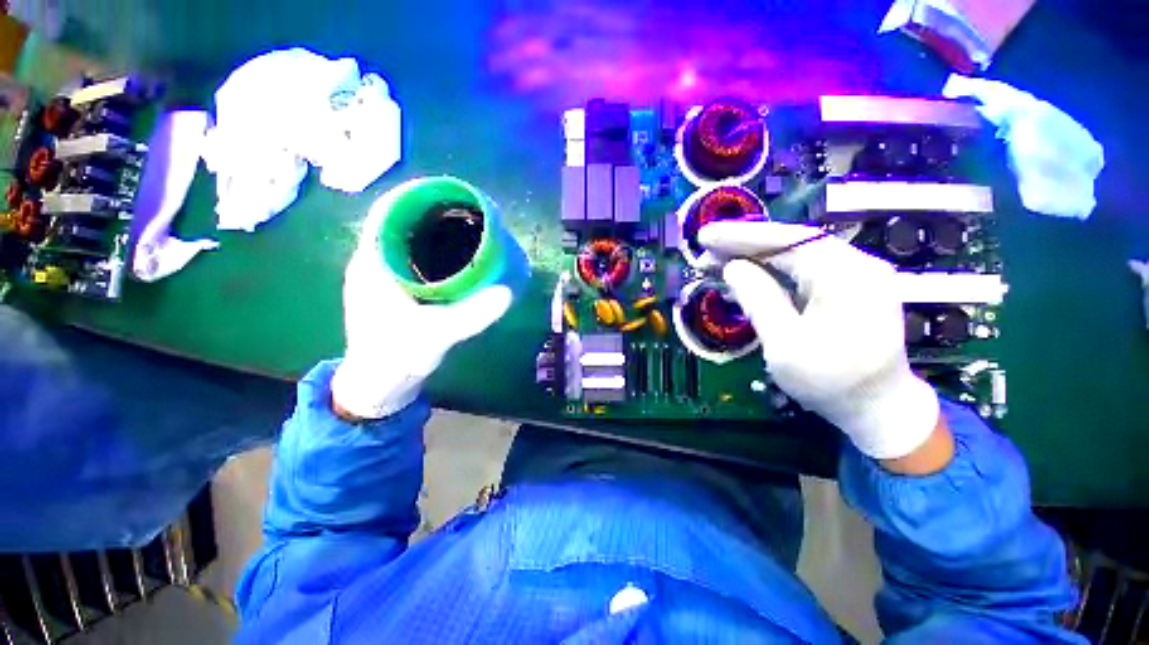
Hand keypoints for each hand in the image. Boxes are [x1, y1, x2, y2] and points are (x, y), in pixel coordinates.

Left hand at [330, 195, 512, 419]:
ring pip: (409, 240)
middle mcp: (375, 263)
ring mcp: (384, 277)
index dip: (415, 196)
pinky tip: (458, 259)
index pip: (387, 212)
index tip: (449, 193)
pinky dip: (436, 251)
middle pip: (402, 222)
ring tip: (468, 229)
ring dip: (435, 231)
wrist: (378, 384)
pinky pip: (416, 258)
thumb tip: (507, 293)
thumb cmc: (396, 357)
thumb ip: (471, 315)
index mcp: (373, 264)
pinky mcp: (396, 290)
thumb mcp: (435, 335)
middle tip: (469, 213)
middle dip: (433, 212)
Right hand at [700, 221, 939, 459]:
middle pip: (790, 243)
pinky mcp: (845, 290)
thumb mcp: (786, 344)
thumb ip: (759, 300)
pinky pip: (802, 271)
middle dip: (744, 244)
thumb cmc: (831, 382)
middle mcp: (855, 265)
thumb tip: (733, 267)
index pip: (786, 240)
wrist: (879, 410)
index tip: (705, 236)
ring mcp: (853, 276)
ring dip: (754, 256)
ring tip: (717, 259)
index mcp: (845, 275)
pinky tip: (747, 273)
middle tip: (705, 248)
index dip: (741, 236)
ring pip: (795, 256)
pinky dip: (770, 270)